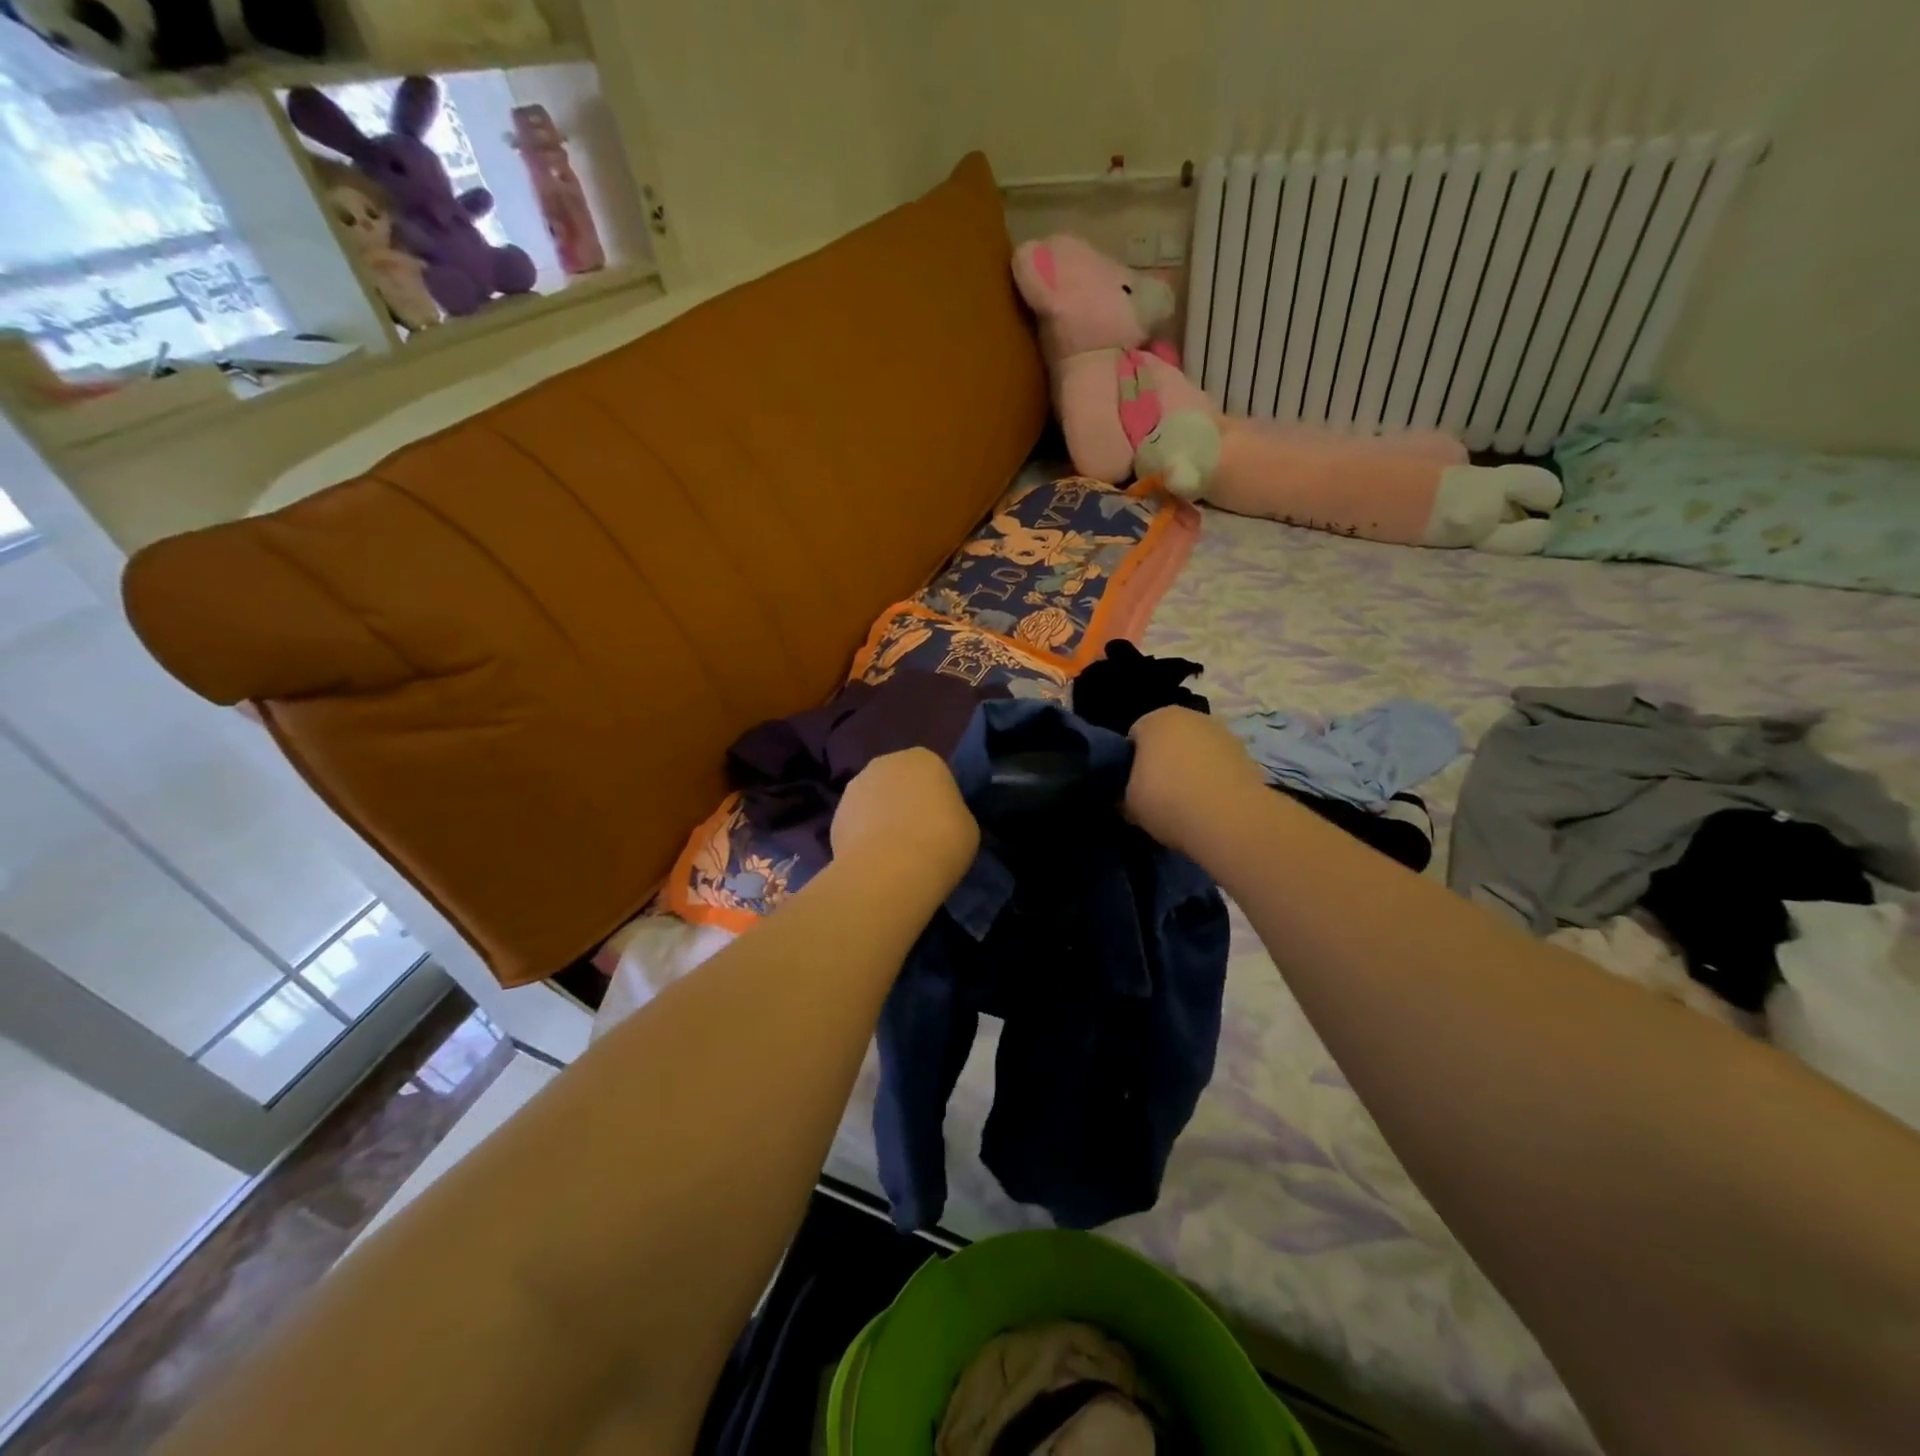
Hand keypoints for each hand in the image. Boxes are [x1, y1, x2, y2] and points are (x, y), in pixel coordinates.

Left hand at [831, 749, 978, 888]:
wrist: (889, 870)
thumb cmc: (941, 840)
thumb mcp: (967, 826)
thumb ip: (952, 813)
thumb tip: (938, 820)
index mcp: (923, 758)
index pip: (934, 773)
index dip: (938, 798)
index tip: (943, 823)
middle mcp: (885, 763)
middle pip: (899, 781)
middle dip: (905, 802)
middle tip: (918, 835)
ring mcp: (854, 787)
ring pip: (874, 801)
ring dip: (881, 818)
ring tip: (894, 853)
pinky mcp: (834, 816)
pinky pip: (856, 824)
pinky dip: (863, 838)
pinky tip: (874, 861)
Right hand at [1125, 707, 1265, 853]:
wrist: (1229, 818)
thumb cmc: (1167, 800)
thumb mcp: (1128, 804)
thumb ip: (1121, 794)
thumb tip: (1123, 798)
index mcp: (1155, 719)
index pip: (1133, 738)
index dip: (1129, 764)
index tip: (1131, 788)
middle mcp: (1190, 716)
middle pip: (1167, 739)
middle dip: (1161, 761)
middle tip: (1156, 794)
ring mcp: (1221, 732)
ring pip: (1195, 750)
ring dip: (1189, 768)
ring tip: (1186, 802)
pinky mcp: (1245, 753)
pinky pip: (1217, 764)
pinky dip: (1212, 778)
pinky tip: (1209, 804)